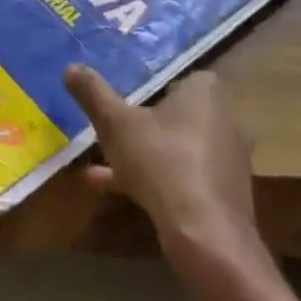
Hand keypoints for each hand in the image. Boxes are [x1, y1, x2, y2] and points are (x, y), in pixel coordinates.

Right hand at [64, 67, 260, 263]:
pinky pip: (185, 175)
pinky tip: (118, 190)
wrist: (206, 233)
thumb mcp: (114, 123)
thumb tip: (72, 67)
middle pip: (174, 114)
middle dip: (140, 124)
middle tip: (110, 131)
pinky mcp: (225, 192)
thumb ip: (93, 93)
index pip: (177, 76)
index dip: (148, 85)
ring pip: (176, 147)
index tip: (122, 98)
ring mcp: (228, 158)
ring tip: (100, 166)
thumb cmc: (161, 162)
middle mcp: (226, 119)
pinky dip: (156, 179)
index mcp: (206, 93)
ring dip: (142, 154)